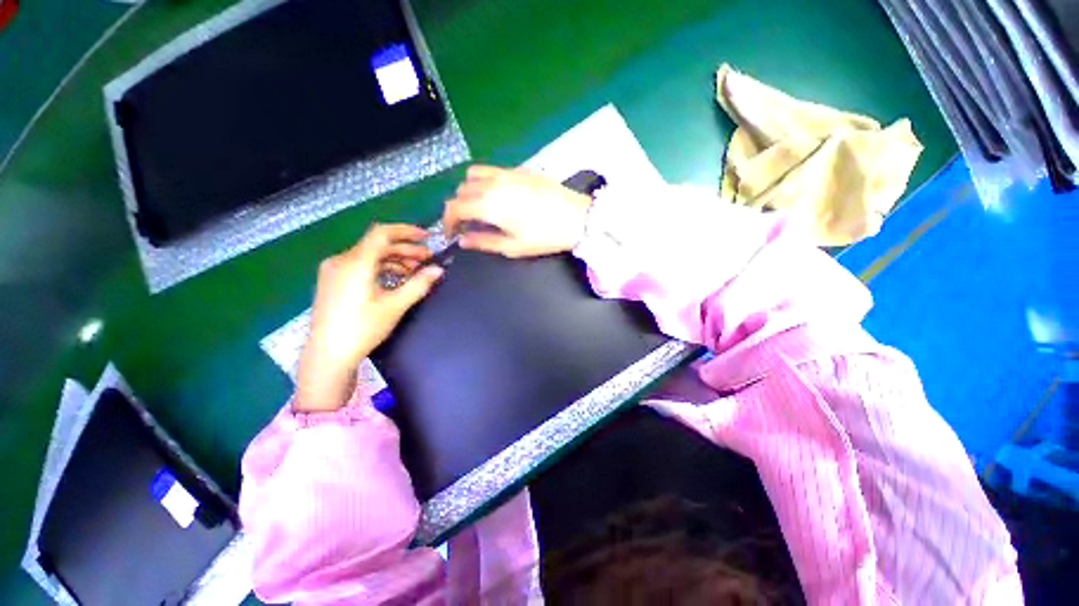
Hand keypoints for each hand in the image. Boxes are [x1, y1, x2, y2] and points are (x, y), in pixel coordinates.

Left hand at [295, 224, 443, 412]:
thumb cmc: (362, 328)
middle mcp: (341, 260)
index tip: (427, 237)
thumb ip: (418, 284)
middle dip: (405, 249)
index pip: (382, 233)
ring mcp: (334, 271)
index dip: (406, 231)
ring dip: (394, 259)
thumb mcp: (395, 306)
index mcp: (355, 263)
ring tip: (415, 271)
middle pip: (377, 245)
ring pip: (369, 255)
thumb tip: (438, 270)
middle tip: (427, 259)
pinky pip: (361, 265)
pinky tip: (395, 279)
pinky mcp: (332, 281)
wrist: (327, 354)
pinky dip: (381, 267)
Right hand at [443, 165, 592, 257]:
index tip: (451, 233)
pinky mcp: (520, 169)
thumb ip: (484, 242)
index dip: (447, 221)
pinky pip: (491, 169)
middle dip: (457, 208)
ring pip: (473, 175)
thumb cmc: (545, 237)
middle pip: (461, 190)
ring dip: (468, 191)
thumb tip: (463, 241)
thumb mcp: (513, 247)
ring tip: (479, 207)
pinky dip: (484, 180)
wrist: (577, 218)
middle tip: (467, 224)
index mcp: (488, 205)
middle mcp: (492, 184)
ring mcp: (506, 173)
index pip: (454, 207)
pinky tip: (496, 194)